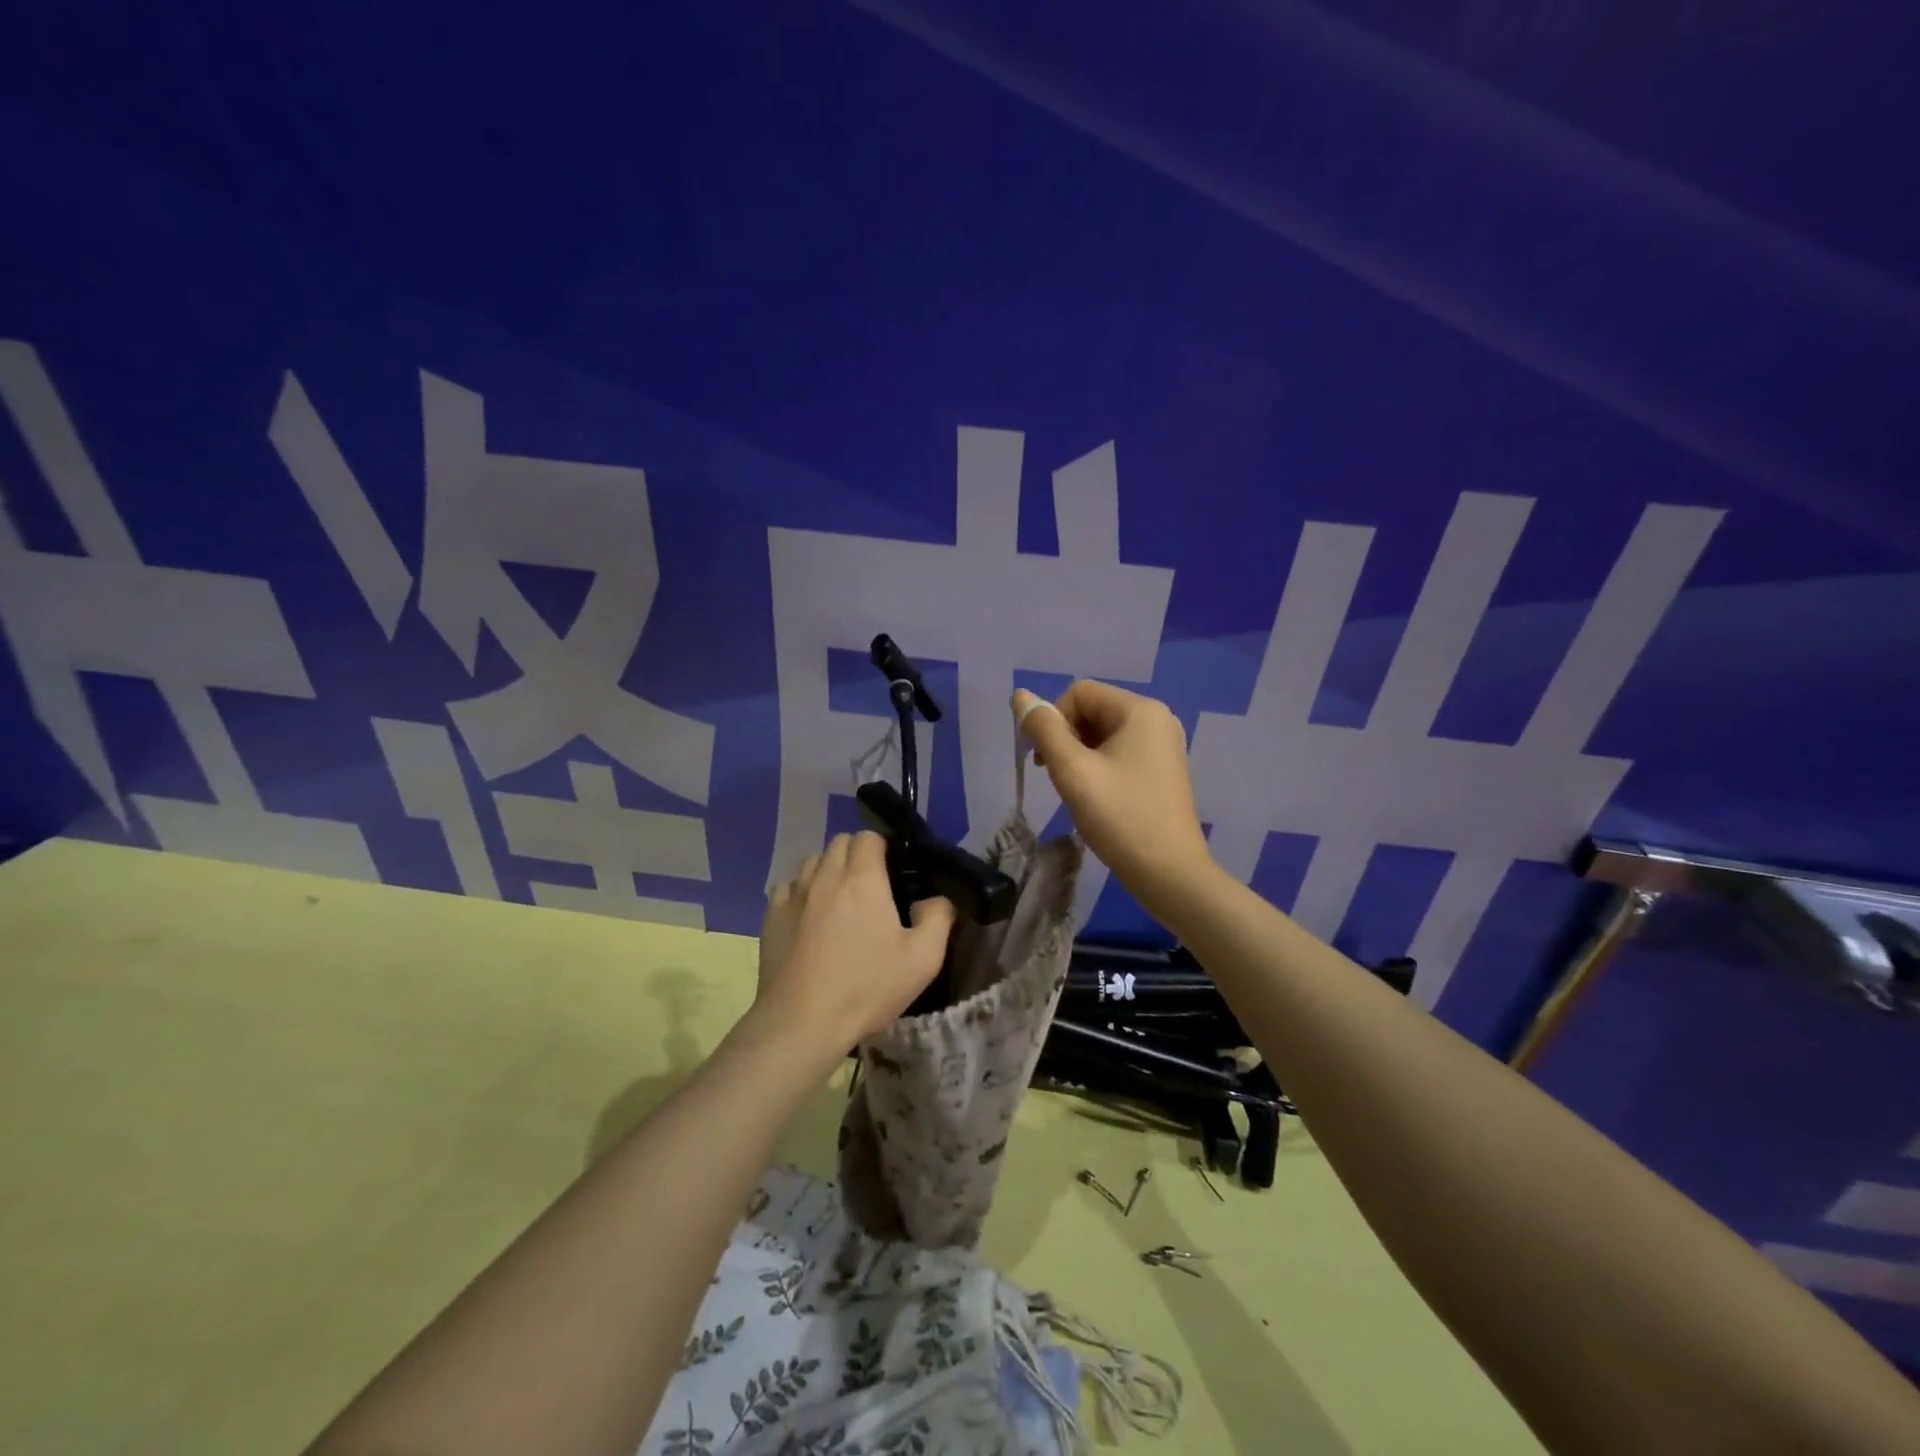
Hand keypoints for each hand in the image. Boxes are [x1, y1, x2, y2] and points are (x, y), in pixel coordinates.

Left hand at [753, 831, 954, 1048]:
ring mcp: (793, 895)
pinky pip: (788, 887)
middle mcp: (824, 876)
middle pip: (839, 843)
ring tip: (840, 901)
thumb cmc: (866, 988)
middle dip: (857, 855)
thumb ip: (938, 917)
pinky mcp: (771, 917)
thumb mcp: (922, 959)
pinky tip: (810, 918)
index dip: (883, 848)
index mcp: (862, 878)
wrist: (801, 1023)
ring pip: (812, 862)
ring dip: (828, 870)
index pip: (869, 837)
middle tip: (871, 887)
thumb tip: (935, 898)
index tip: (893, 873)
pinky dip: (802, 892)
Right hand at [1013, 682, 1213, 906]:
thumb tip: (1020, 695)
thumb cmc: (1120, 818)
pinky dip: (1098, 766)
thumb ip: (1044, 729)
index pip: (1079, 693)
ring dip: (1079, 754)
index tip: (1042, 760)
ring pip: (1104, 733)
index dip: (1052, 719)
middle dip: (1065, 737)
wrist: (1170, 874)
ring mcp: (1163, 745)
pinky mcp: (1162, 769)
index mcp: (1141, 710)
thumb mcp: (1073, 771)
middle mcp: (1157, 719)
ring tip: (1075, 790)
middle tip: (1056, 777)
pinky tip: (1094, 796)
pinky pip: (1120, 752)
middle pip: (1093, 710)